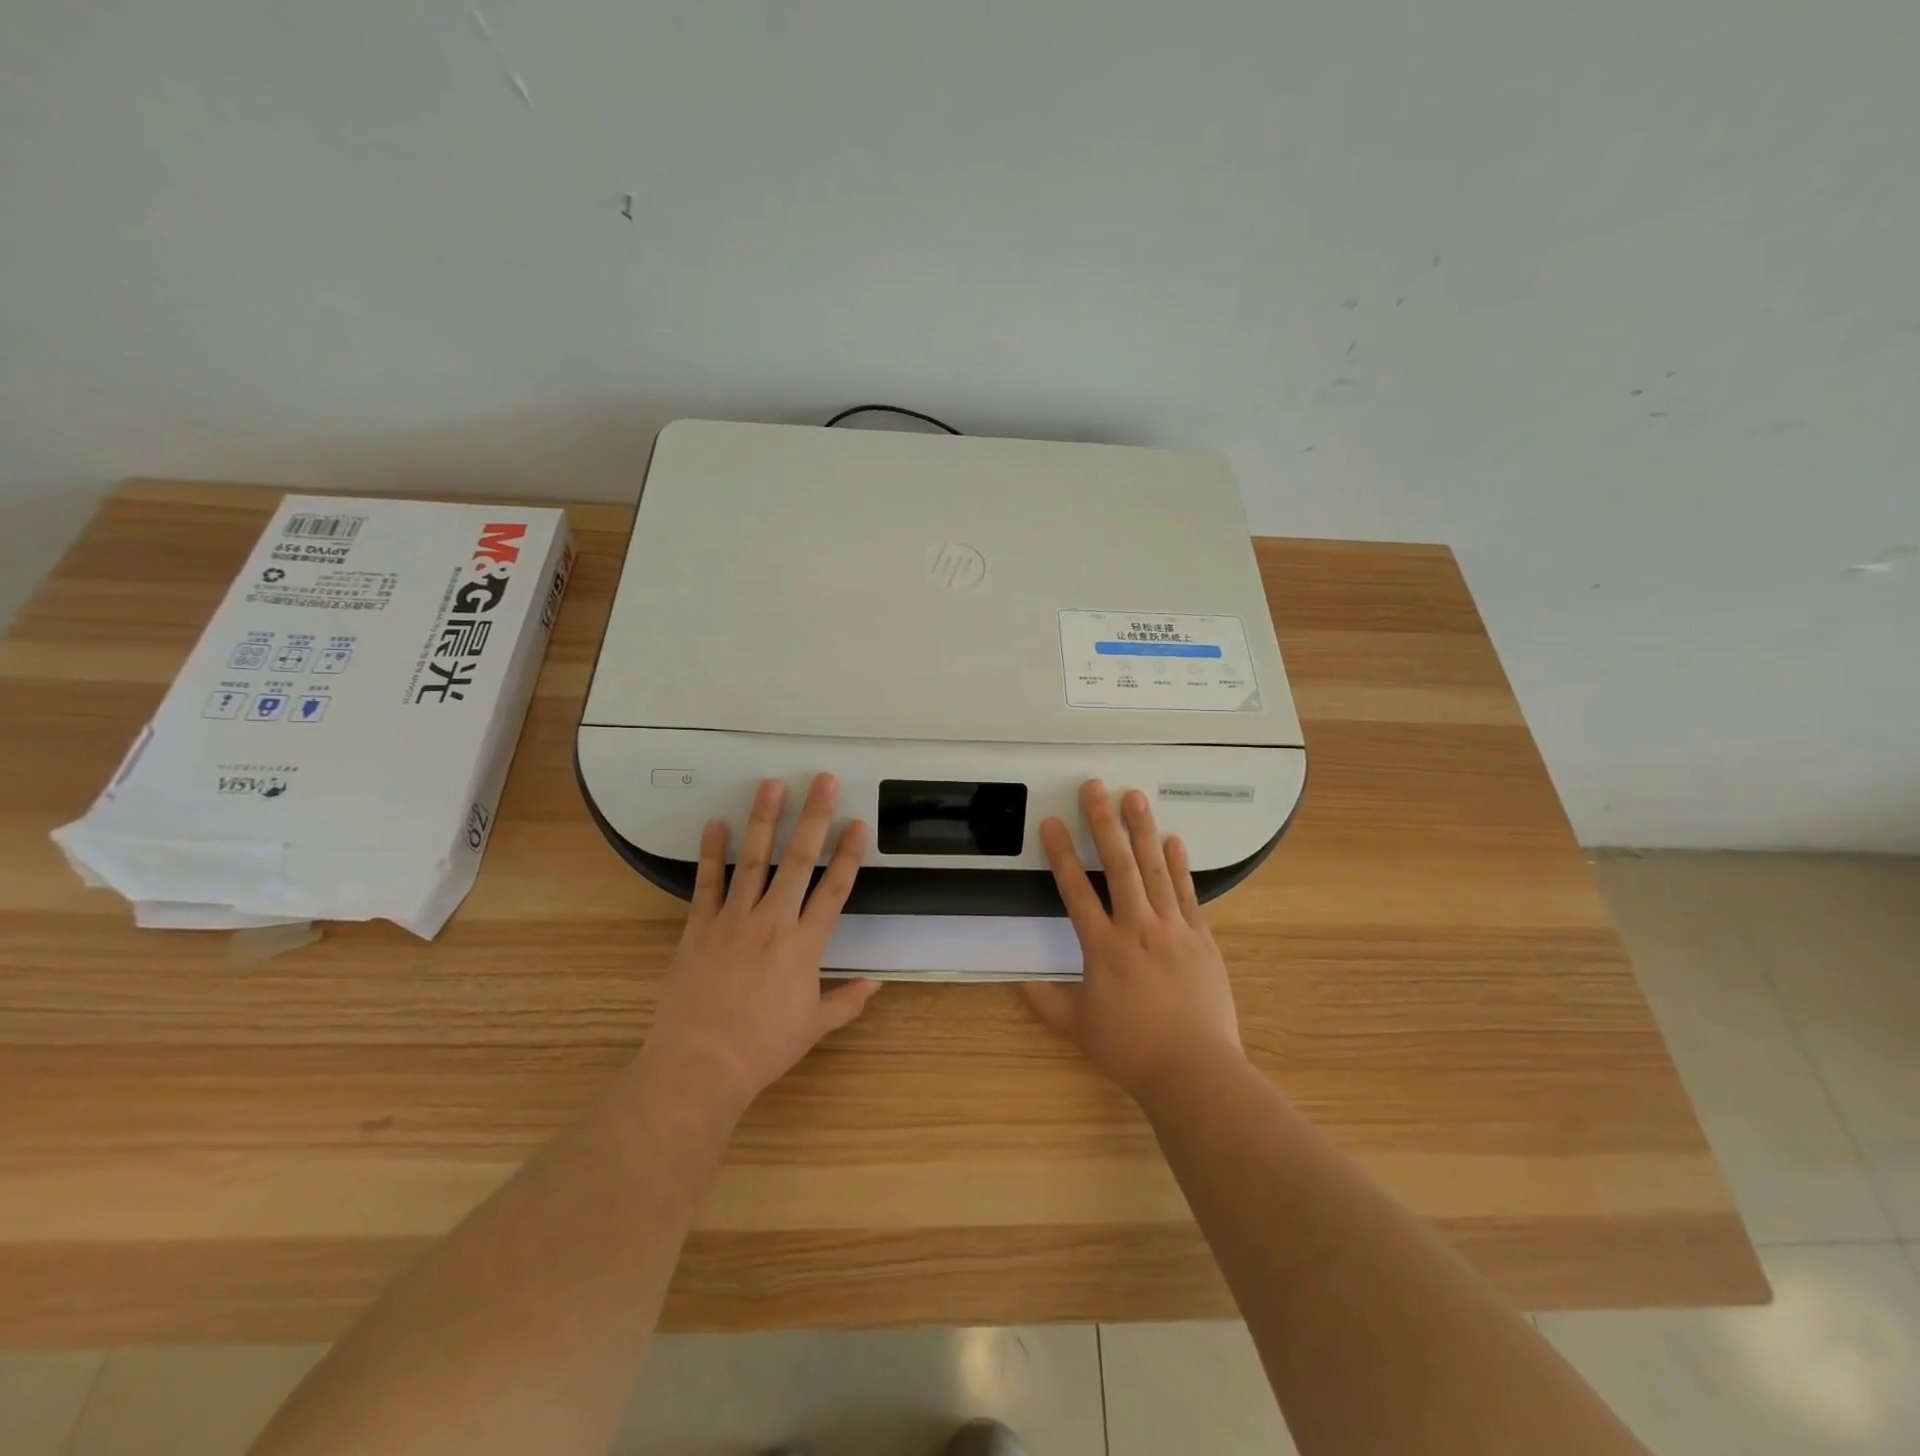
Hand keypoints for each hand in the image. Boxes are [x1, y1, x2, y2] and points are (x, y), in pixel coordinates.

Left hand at [642, 774, 881, 1119]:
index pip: (835, 890)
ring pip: (753, 861)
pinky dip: (711, 853)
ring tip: (771, 785)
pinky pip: (707, 883)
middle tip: (822, 781)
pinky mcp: (699, 927)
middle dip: (813, 818)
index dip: (849, 855)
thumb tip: (876, 984)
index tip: (858, 823)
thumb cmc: (763, 1048)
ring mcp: (733, 920)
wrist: (700, 1065)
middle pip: (798, 861)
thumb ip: (847, 1001)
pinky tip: (715, 824)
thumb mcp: (814, 1027)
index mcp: (804, 945)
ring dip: (763, 820)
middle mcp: (772, 922)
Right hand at [1023, 780, 1242, 1104]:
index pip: (1075, 891)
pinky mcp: (1201, 938)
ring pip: (1154, 870)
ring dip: (1142, 830)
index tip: (1051, 823)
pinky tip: (1174, 840)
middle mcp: (1137, 928)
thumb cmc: (1131, 1049)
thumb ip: (1045, 1001)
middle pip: (1118, 866)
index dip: (1061, 854)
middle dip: (1103, 823)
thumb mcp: (1078, 1028)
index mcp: (1102, 948)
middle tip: (1095, 787)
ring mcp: (1173, 929)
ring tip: (1134, 797)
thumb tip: (1016, 981)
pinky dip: (1179, 865)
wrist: (1195, 1070)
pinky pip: (1187, 893)